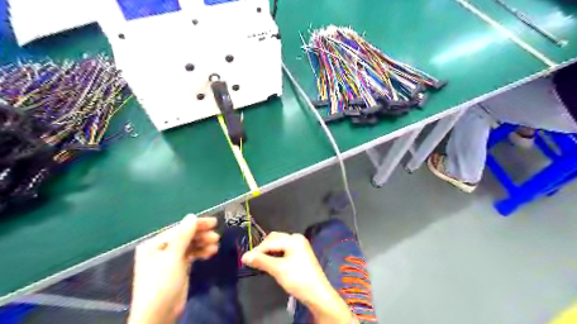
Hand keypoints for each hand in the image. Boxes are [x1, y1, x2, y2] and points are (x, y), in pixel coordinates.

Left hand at [130, 213, 220, 323]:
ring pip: (190, 245)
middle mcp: (161, 249)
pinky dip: (201, 253)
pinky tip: (210, 253)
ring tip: (215, 246)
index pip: (179, 229)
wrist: (158, 315)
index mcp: (154, 244)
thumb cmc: (161, 284)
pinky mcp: (178, 268)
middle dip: (201, 236)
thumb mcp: (172, 258)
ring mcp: (170, 259)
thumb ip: (183, 236)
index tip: (214, 223)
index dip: (197, 225)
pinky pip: (191, 255)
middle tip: (217, 237)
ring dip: (203, 244)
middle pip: (185, 236)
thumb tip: (192, 216)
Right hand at [241, 232, 356, 322]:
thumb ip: (261, 261)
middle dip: (263, 249)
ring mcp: (300, 245)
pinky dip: (276, 255)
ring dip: (269, 252)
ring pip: (279, 245)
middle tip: (253, 261)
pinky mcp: (301, 254)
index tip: (245, 259)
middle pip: (275, 239)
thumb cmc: (298, 279)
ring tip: (261, 262)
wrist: (317, 293)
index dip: (257, 250)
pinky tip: (271, 263)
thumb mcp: (278, 269)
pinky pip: (284, 249)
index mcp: (293, 239)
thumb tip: (244, 256)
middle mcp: (297, 238)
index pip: (270, 241)